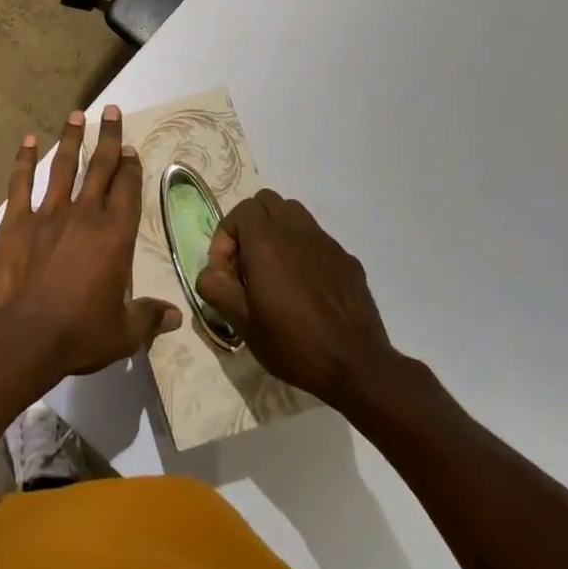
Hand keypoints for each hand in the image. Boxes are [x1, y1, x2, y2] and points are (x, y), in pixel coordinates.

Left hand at [0, 106, 180, 378]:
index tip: (130, 149)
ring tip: (76, 115)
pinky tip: (27, 140)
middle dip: (108, 137)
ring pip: (63, 167)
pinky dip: (23, 160)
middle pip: (100, 167)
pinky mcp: (16, 221)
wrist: (24, 337)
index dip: (130, 167)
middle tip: (112, 110)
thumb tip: (176, 317)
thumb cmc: (79, 334)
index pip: (127, 190)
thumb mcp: (123, 333)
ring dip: (71, 139)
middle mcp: (85, 214)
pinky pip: (20, 184)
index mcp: (114, 235)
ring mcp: (48, 214)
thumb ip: (149, 318)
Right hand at [197, 190, 397, 410]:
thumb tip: (211, 272)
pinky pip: (317, 239)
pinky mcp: (347, 259)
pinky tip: (306, 287)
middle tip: (247, 263)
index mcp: (266, 242)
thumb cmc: (293, 344)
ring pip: (294, 214)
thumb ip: (216, 288)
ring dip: (277, 231)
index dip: (226, 236)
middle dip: (250, 225)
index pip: (240, 210)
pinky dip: (303, 250)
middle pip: (267, 202)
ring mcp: (326, 243)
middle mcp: (296, 231)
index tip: (227, 272)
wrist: (356, 366)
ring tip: (274, 268)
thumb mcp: (242, 323)